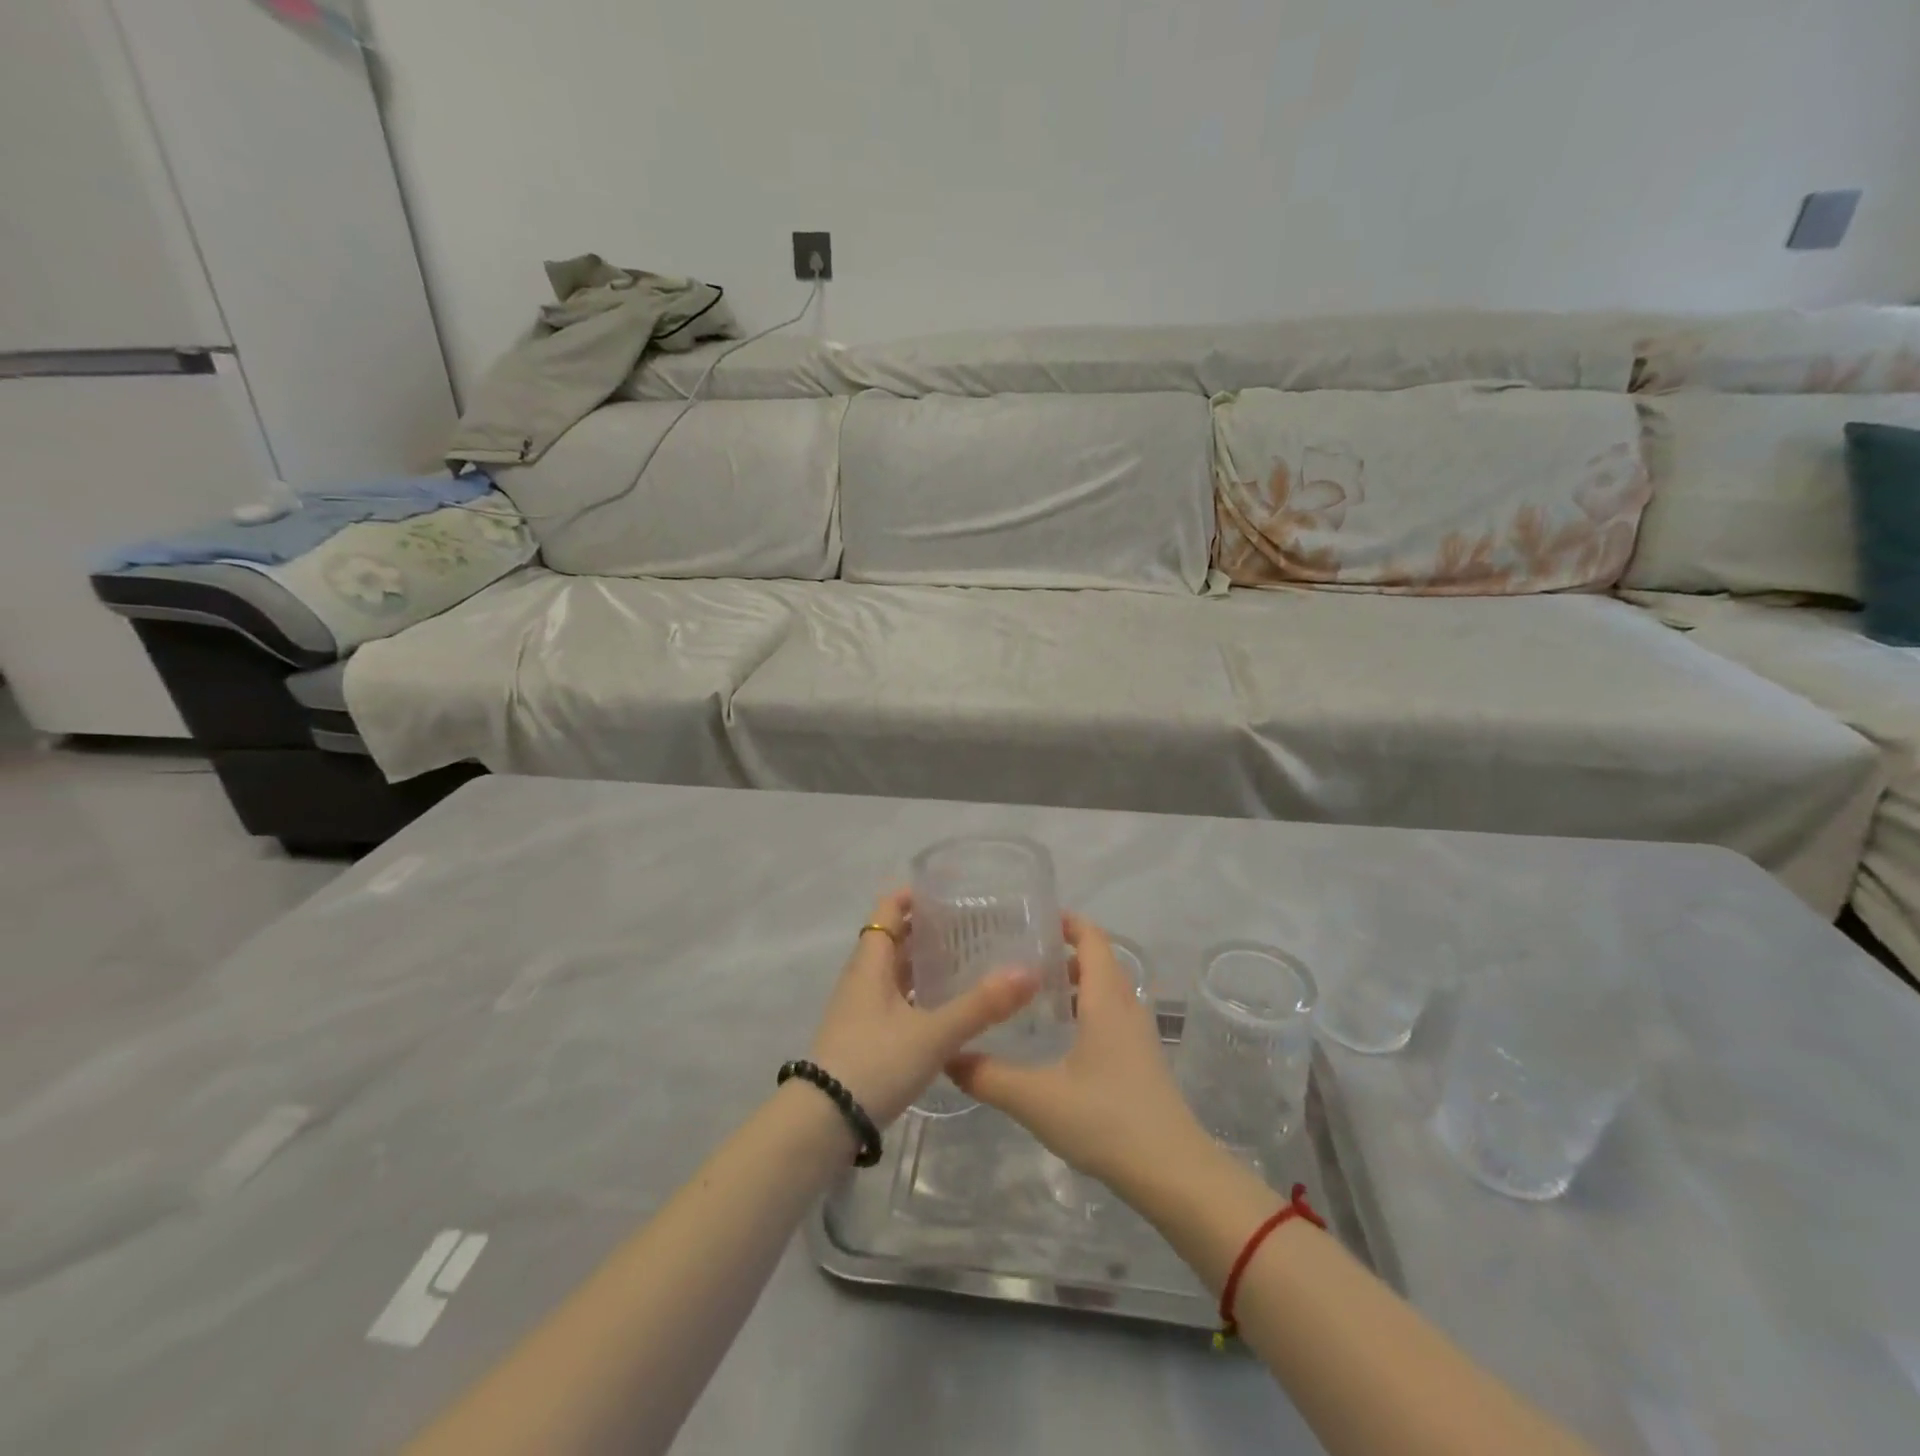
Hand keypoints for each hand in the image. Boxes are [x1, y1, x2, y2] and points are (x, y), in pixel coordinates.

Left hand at [807, 890, 1038, 1126]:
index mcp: (871, 963)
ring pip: (893, 971)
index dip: (912, 895)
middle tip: (970, 924)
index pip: (888, 910)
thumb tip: (1028, 972)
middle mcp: (862, 978)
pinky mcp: (862, 1036)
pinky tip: (943, 1008)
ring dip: (921, 962)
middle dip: (925, 928)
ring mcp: (859, 1009)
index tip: (948, 890)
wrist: (822, 1123)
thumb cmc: (874, 1063)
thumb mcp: (933, 1034)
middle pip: (892, 938)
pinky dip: (917, 993)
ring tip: (964, 960)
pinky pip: (893, 999)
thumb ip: (980, 1005)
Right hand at [948, 914, 1207, 1193]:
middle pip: (1099, 960)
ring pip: (1107, 990)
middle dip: (1063, 951)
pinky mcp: (1142, 1059)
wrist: (1173, 1173)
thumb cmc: (1105, 1120)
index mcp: (1106, 1000)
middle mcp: (1126, 1007)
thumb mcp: (1036, 1099)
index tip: (1032, 916)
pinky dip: (1087, 1009)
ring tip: (1034, 992)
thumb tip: (948, 1056)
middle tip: (1020, 954)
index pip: (1092, 939)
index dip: (1068, 921)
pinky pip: (1112, 1015)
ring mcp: (1139, 1034)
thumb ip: (988, 1076)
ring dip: (1076, 982)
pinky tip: (1060, 1037)